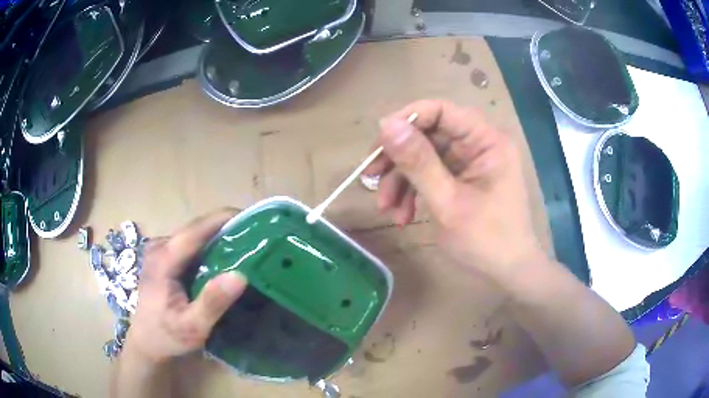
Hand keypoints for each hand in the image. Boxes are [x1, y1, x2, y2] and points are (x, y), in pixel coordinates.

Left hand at [124, 209, 247, 363]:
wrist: (147, 342)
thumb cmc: (167, 337)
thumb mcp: (192, 327)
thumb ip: (212, 302)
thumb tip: (240, 275)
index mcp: (163, 260)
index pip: (195, 230)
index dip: (223, 220)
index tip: (253, 219)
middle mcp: (160, 247)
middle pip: (196, 229)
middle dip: (226, 229)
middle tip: (256, 239)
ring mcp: (161, 251)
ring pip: (195, 236)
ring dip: (219, 239)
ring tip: (246, 248)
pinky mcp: (164, 258)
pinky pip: (191, 246)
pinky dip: (210, 249)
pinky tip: (225, 261)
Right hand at [365, 100, 544, 284]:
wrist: (507, 273)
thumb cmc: (487, 241)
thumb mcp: (448, 203)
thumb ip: (418, 163)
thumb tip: (385, 124)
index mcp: (486, 141)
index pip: (441, 111)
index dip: (406, 120)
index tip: (379, 144)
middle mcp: (478, 144)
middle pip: (428, 134)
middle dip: (399, 159)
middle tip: (371, 177)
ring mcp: (470, 162)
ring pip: (425, 156)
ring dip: (401, 180)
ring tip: (387, 208)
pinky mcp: (462, 179)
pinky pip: (431, 175)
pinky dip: (413, 192)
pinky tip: (402, 215)